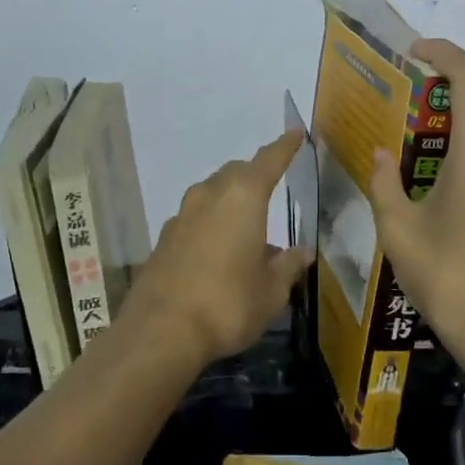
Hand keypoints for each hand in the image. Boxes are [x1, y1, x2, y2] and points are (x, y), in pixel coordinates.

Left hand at [120, 129, 313, 368]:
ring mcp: (181, 216)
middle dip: (255, 175)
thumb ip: (287, 266)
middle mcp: (210, 196)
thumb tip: (303, 251)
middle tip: (271, 188)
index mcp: (243, 198)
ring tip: (247, 227)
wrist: (161, 331)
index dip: (284, 147)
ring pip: (211, 194)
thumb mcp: (270, 291)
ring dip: (230, 201)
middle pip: (236, 173)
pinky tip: (218, 251)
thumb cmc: (228, 305)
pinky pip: (194, 218)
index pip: (269, 161)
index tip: (295, 133)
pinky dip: (210, 224)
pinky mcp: (163, 239)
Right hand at [365, 40, 464, 377]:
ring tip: (416, 143)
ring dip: (458, 124)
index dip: (444, 53)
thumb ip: (384, 184)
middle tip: (402, 106)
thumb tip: (380, 155)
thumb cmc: (453, 279)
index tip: (414, 53)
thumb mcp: (401, 232)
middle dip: (443, 93)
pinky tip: (442, 180)